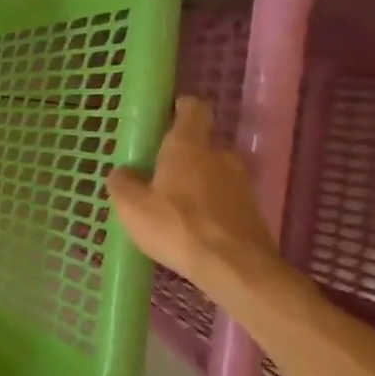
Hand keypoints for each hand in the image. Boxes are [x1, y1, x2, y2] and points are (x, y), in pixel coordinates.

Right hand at [106, 97, 282, 291]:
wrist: (236, 268)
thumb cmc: (177, 226)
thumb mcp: (131, 206)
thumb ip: (122, 183)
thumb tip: (123, 172)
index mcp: (188, 145)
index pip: (192, 108)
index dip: (179, 107)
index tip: (164, 115)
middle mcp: (219, 155)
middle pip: (202, 143)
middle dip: (182, 153)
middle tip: (158, 171)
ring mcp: (241, 183)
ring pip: (213, 172)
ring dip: (196, 181)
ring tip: (173, 203)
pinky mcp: (252, 210)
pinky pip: (224, 197)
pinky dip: (210, 204)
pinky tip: (192, 226)